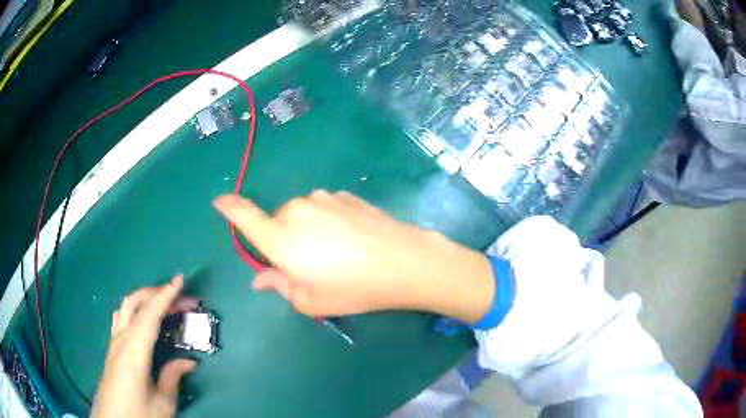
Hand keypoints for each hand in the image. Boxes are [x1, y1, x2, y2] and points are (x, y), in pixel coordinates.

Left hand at [91, 275, 197, 417]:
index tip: (180, 280)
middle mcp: (121, 340)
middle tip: (180, 295)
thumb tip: (189, 361)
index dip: (165, 295)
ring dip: (144, 298)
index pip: (149, 315)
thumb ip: (173, 378)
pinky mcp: (112, 348)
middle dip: (156, 293)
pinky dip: (135, 308)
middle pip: (134, 303)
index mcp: (134, 352)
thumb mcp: (162, 404)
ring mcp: (114, 342)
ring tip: (162, 301)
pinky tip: (143, 319)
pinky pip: (122, 318)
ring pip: (125, 308)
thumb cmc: (137, 413)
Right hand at [213, 191, 493, 322]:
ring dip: (308, 231)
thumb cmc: (351, 288)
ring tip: (336, 253)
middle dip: (283, 240)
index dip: (229, 208)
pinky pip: (324, 208)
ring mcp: (322, 198)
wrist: (402, 261)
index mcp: (279, 237)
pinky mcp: (344, 195)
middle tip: (309, 265)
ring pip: (302, 214)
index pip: (244, 216)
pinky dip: (328, 222)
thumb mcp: (310, 300)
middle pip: (277, 223)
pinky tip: (351, 239)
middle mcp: (295, 210)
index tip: (219, 202)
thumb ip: (279, 284)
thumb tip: (259, 278)